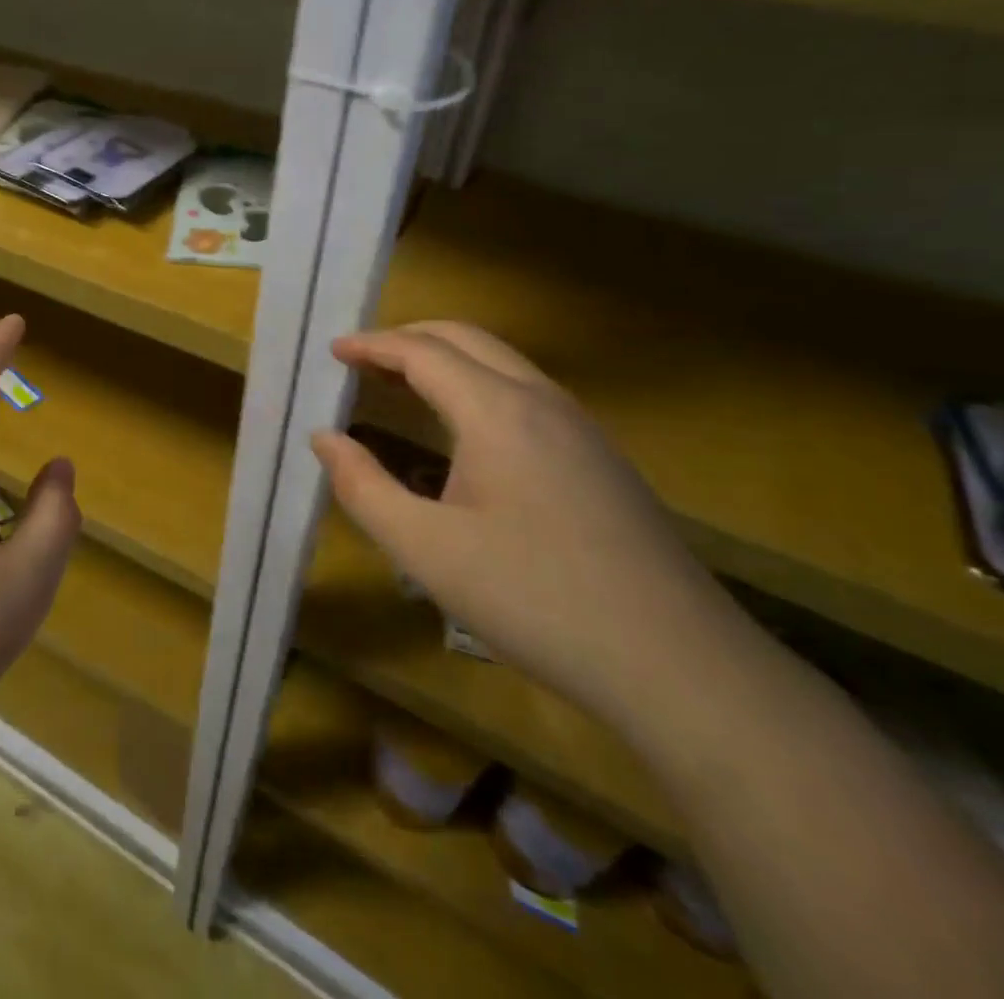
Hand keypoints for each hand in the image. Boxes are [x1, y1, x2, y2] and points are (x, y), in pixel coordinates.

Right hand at [313, 322, 739, 727]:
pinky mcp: (601, 458)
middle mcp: (541, 401)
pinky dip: (477, 384)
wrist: (680, 666)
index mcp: (496, 411)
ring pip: (502, 362)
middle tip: (361, 359)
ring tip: (401, 384)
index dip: (372, 345)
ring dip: (446, 359)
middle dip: (408, 338)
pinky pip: (526, 392)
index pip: (422, 352)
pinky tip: (464, 429)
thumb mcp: (426, 549)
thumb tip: (324, 438)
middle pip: (466, 339)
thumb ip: (363, 487)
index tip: (333, 350)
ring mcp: (581, 427)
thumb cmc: (535, 599)